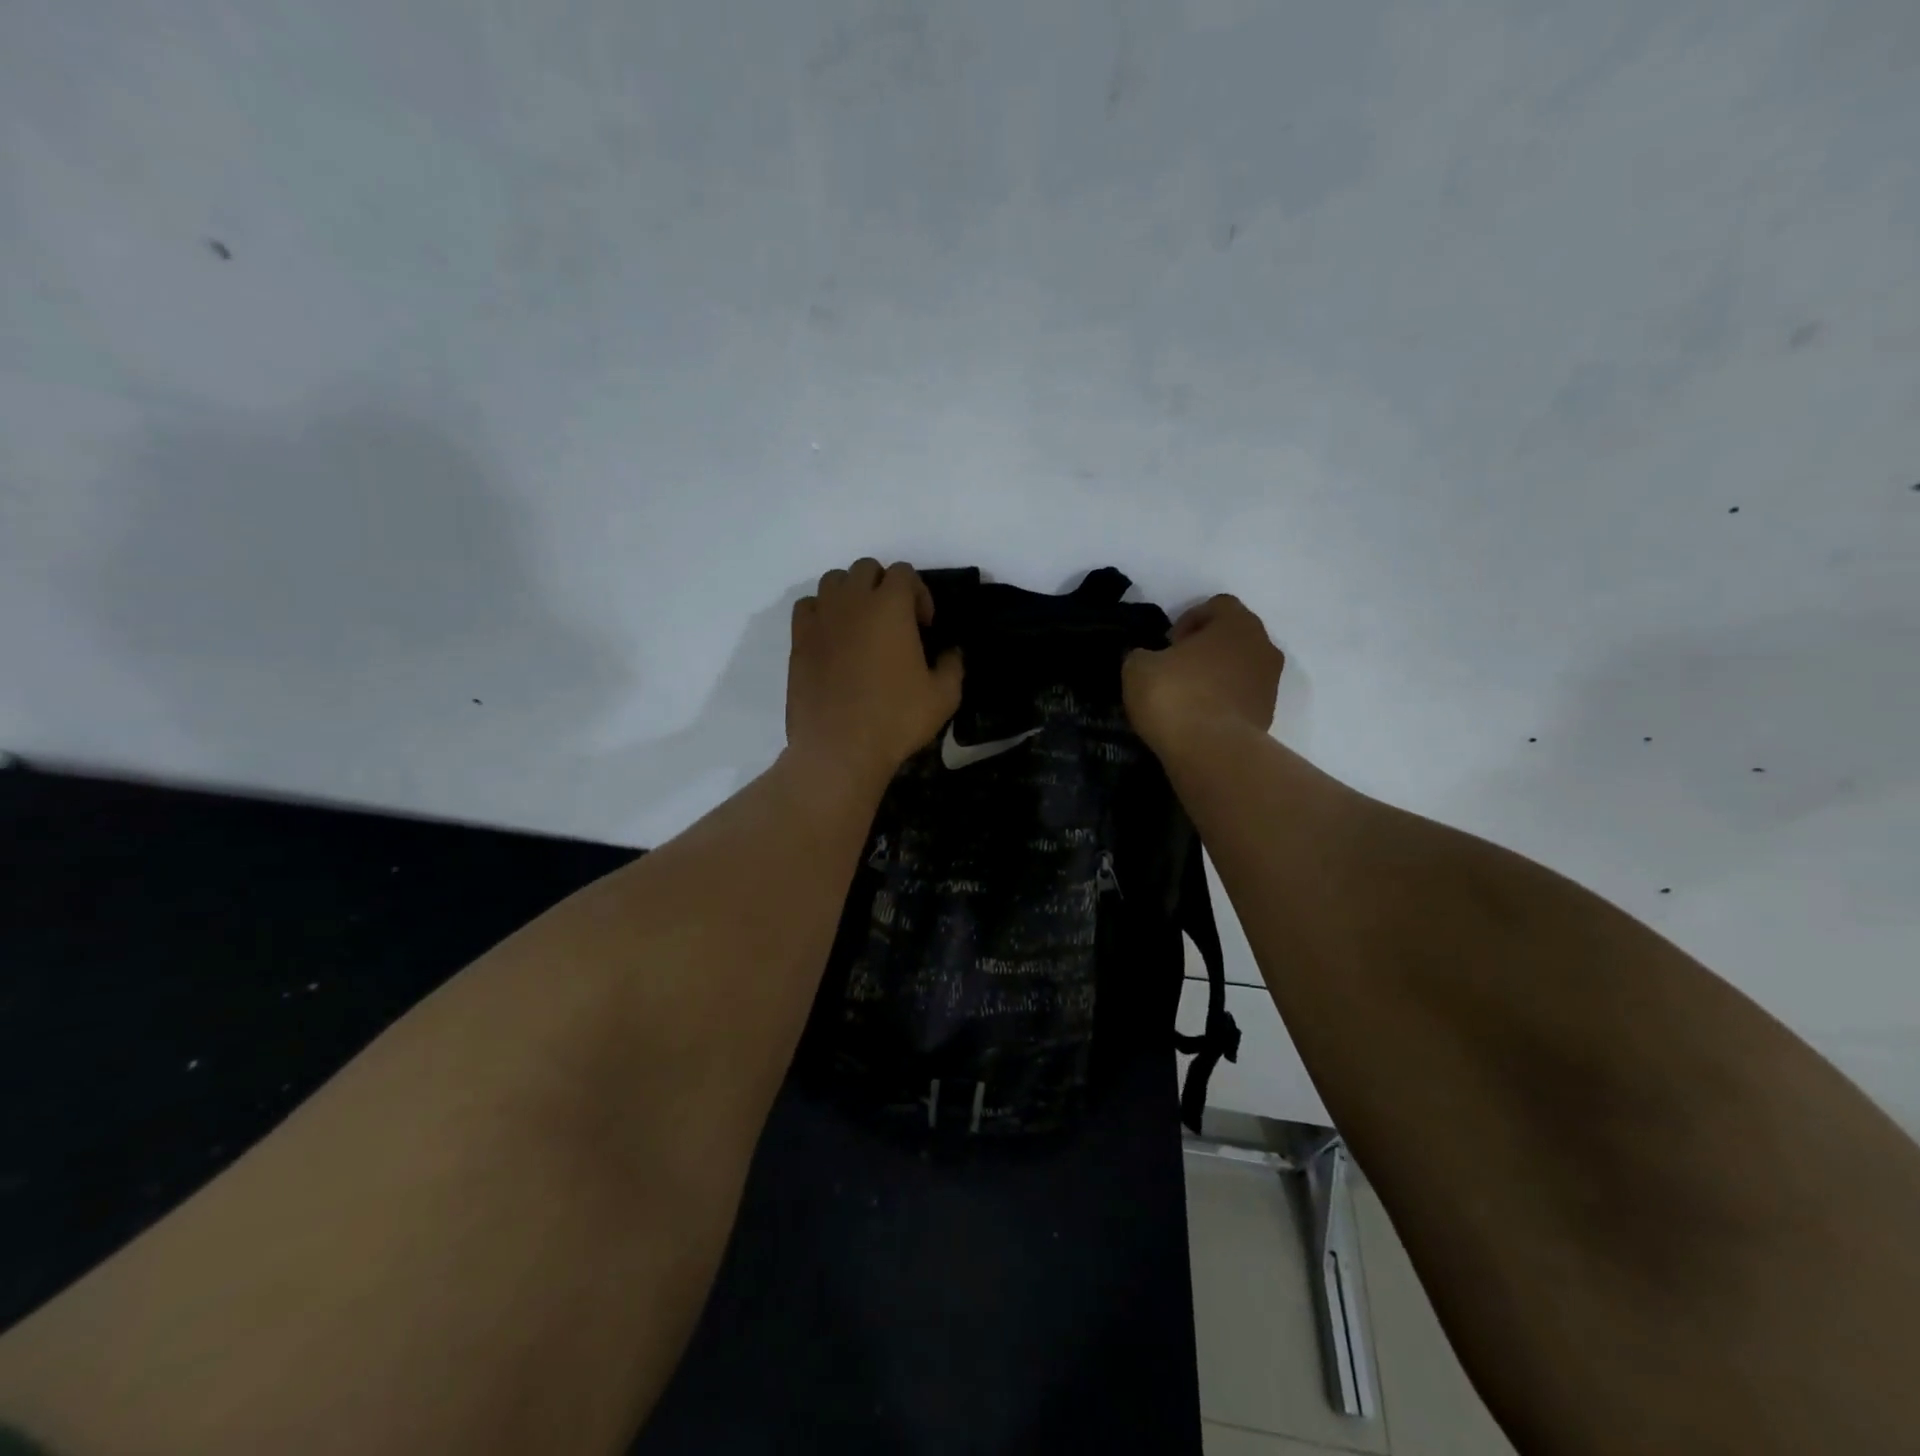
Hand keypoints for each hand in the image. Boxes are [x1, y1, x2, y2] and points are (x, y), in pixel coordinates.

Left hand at [786, 559, 963, 789]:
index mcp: (890, 606)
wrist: (840, 748)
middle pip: (866, 569)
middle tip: (895, 622)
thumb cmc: (896, 719)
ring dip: (851, 594)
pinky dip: (822, 612)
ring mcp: (821, 619)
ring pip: (833, 581)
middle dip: (884, 586)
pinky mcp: (799, 641)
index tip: (924, 626)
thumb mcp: (944, 696)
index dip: (919, 594)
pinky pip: (808, 607)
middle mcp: (852, 601)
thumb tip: (951, 651)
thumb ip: (952, 665)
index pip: (904, 573)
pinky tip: (833, 638)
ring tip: (861, 625)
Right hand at [1122, 594, 1283, 756]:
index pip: (1218, 605)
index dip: (1189, 619)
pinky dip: (1223, 702)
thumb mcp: (1138, 668)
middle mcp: (1263, 647)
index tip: (1168, 643)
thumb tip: (1148, 659)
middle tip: (1176, 667)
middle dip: (1206, 648)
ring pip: (1241, 668)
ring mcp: (1271, 684)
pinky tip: (1198, 719)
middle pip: (1233, 636)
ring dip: (1217, 676)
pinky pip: (1242, 698)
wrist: (1211, 752)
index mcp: (1237, 623)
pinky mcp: (1268, 716)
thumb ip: (1144, 654)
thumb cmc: (1176, 695)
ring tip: (1186, 696)